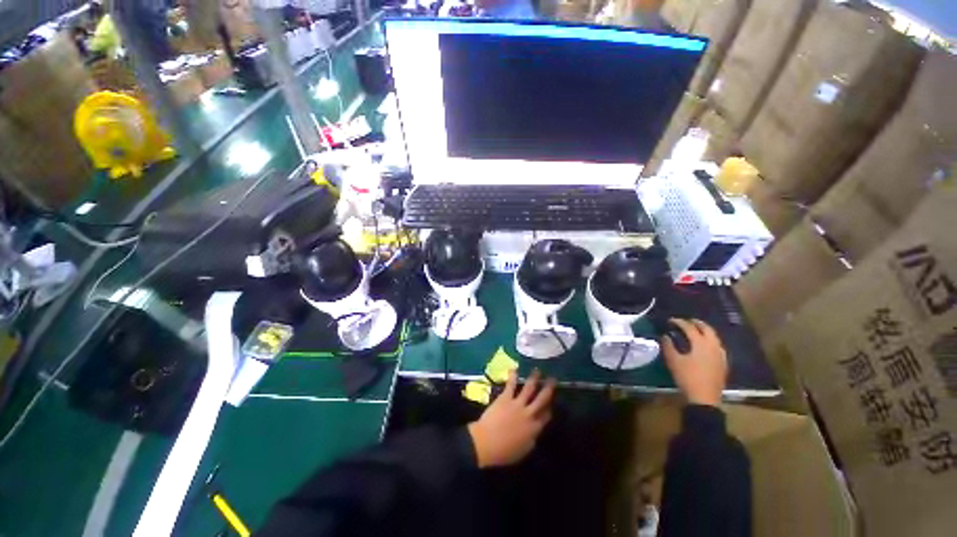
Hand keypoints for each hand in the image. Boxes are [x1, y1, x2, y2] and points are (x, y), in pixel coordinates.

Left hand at [467, 369, 555, 467]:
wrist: (486, 443)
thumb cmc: (504, 452)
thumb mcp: (524, 450)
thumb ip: (531, 438)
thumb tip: (534, 431)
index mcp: (534, 428)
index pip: (546, 416)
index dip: (550, 408)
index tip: (552, 402)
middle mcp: (529, 413)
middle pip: (542, 399)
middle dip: (548, 388)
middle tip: (553, 379)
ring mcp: (518, 404)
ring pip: (529, 388)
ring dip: (534, 378)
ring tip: (538, 370)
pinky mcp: (506, 398)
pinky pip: (511, 385)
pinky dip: (513, 376)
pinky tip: (514, 368)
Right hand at [662, 318, 726, 406]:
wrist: (704, 398)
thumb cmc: (687, 377)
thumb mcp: (673, 361)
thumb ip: (668, 346)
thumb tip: (665, 336)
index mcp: (701, 343)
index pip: (689, 327)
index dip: (679, 322)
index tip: (670, 320)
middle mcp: (713, 346)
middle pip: (707, 329)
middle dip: (697, 323)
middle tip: (687, 321)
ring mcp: (720, 355)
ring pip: (714, 337)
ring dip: (705, 331)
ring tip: (696, 331)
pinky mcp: (723, 363)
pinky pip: (718, 346)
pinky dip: (711, 341)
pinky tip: (706, 346)